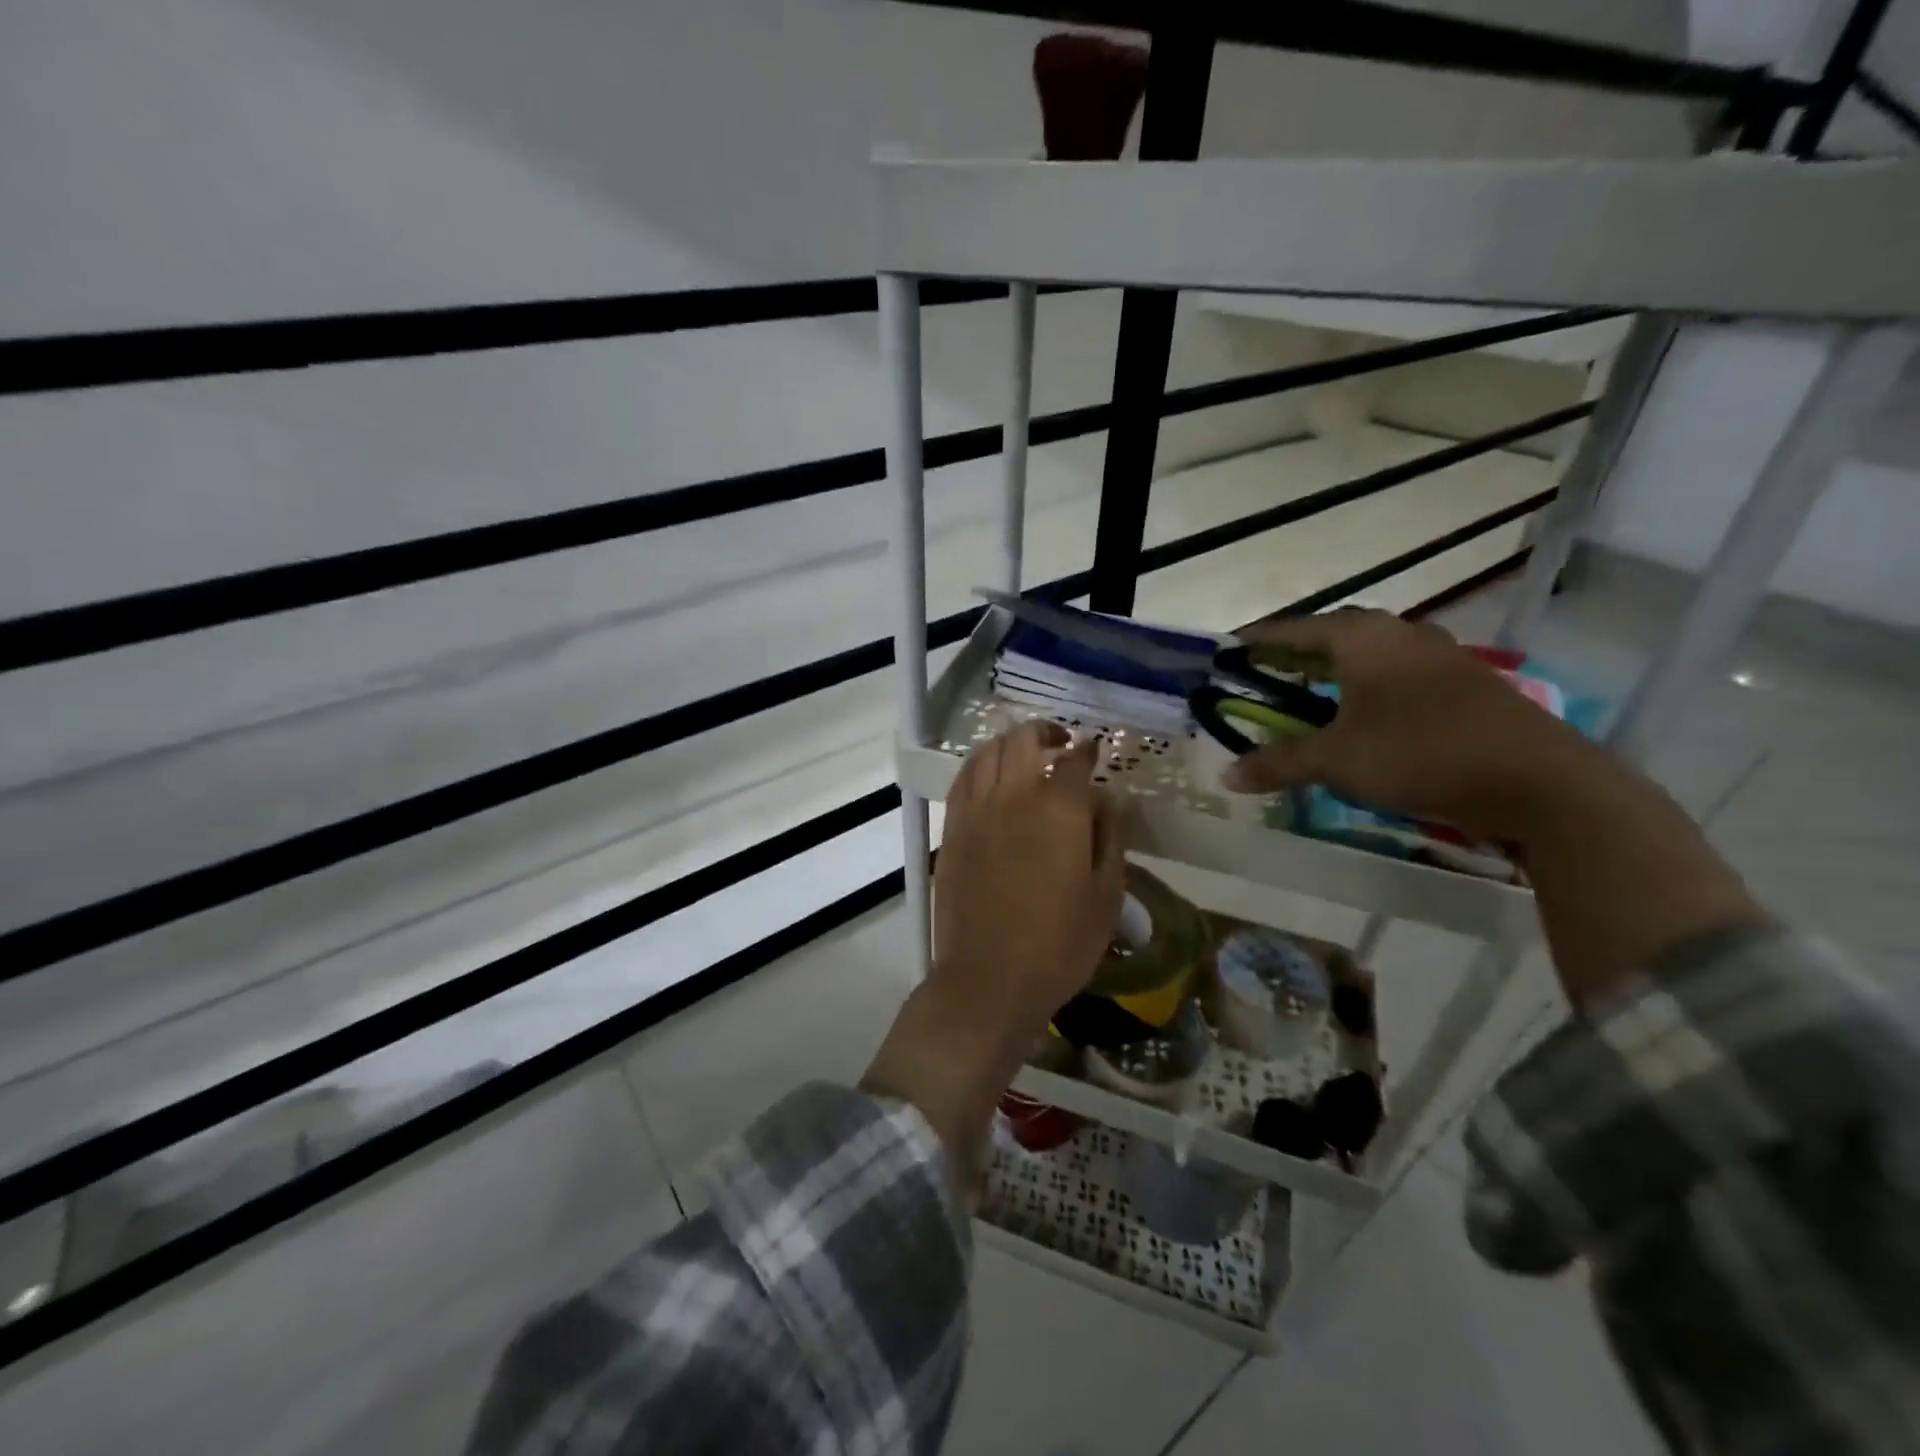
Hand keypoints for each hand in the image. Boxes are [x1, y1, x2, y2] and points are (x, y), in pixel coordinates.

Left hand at [934, 720, 1125, 1032]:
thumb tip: (1102, 798)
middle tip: (1061, 743)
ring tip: (1025, 756)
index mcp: (1058, 810)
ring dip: (1010, 744)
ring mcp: (975, 810)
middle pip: (1023, 740)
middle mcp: (1013, 796)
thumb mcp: (1106, 896)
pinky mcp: (951, 829)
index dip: (1087, 750)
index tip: (1094, 751)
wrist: (988, 980)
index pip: (1074, 761)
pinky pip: (963, 779)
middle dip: (1046, 732)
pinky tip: (991, 778)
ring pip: (988, 752)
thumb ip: (1108, 837)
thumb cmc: (1059, 945)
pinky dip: (981, 765)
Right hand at [1226, 609, 1760, 1006]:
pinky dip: (1366, 687)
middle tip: (1263, 671)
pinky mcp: (1463, 684)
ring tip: (1306, 691)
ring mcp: (1438, 656)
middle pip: (1332, 635)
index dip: (1258, 640)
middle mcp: (1400, 634)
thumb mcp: (1337, 761)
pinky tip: (1361, 714)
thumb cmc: (1419, 753)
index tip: (1228, 649)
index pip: (1294, 629)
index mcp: (1363, 638)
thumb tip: (1226, 776)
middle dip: (1294, 653)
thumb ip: (1279, 763)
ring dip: (1333, 670)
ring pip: (1369, 654)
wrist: (1537, 780)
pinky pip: (1396, 674)